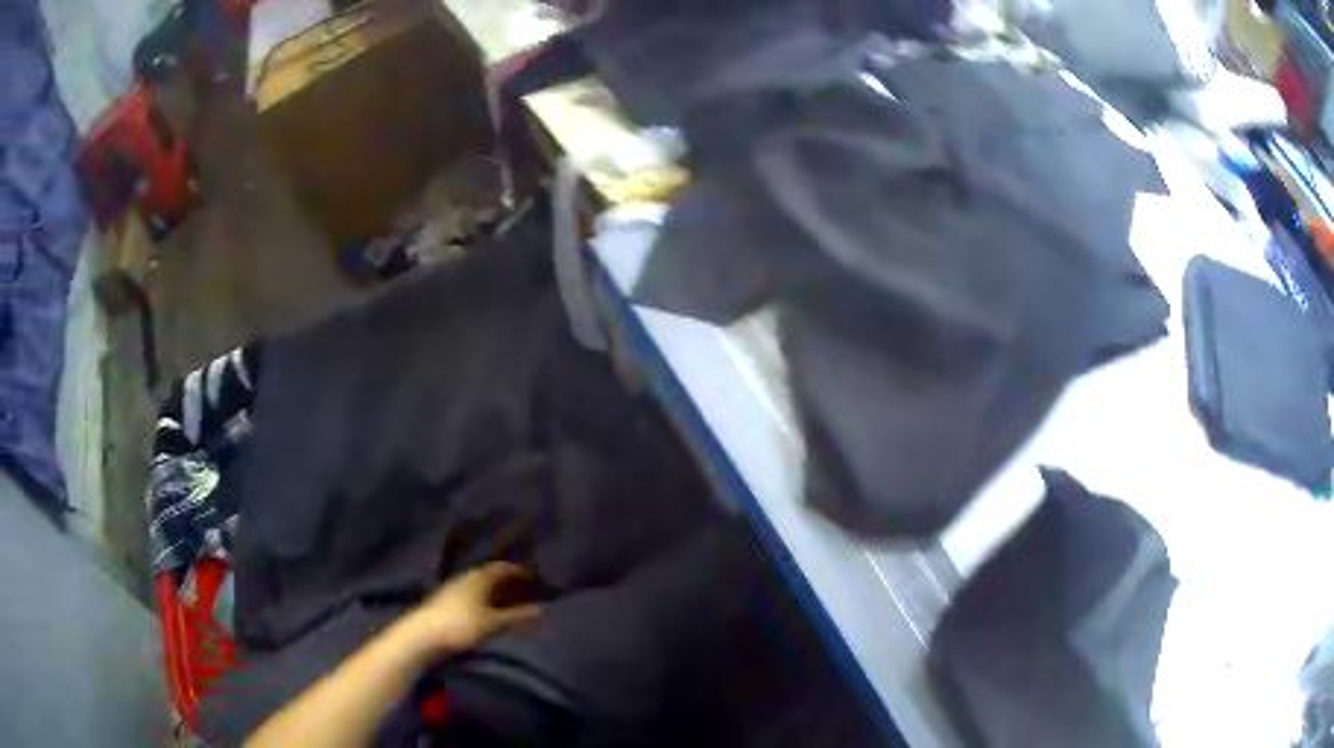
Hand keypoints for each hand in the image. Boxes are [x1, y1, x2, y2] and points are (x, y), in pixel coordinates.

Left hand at [398, 562, 542, 656]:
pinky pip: (474, 597)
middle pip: (492, 576)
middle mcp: (466, 577)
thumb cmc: (459, 625)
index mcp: (479, 576)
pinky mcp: (447, 602)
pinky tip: (490, 615)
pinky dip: (486, 602)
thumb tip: (542, 609)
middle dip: (510, 584)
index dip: (520, 572)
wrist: (421, 635)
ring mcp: (454, 589)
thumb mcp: (493, 623)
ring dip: (497, 594)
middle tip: (528, 594)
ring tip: (512, 607)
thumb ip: (517, 616)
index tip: (536, 580)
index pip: (503, 567)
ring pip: (482, 587)